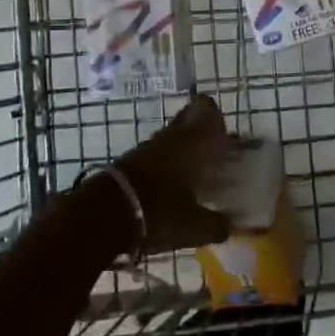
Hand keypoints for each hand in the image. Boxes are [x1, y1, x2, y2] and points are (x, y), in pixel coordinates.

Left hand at [112, 95, 234, 251]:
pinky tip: (172, 189)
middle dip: (202, 134)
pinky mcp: (131, 162)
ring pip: (172, 137)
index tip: (226, 139)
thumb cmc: (158, 212)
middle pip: (188, 119)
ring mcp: (148, 148)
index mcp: (193, 142)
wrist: (104, 216)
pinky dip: (167, 165)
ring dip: (184, 150)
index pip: (206, 108)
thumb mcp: (195, 227)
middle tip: (213, 157)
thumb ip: (218, 225)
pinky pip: (157, 154)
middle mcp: (171, 137)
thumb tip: (230, 226)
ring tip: (195, 179)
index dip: (217, 117)